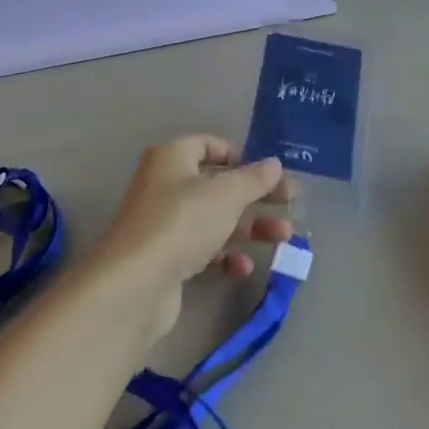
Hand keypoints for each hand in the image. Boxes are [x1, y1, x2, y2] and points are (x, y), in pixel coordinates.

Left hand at [100, 136, 294, 338]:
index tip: (267, 172)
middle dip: (256, 195)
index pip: (208, 145)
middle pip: (218, 184)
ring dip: (250, 227)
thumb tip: (274, 164)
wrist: (136, 284)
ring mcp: (165, 224)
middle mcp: (165, 185)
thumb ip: (254, 178)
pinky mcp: (167, 259)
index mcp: (172, 158)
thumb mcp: (226, 194)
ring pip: (215, 219)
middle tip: (291, 203)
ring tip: (283, 238)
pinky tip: (244, 268)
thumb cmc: (182, 222)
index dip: (239, 155)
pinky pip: (204, 250)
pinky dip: (226, 257)